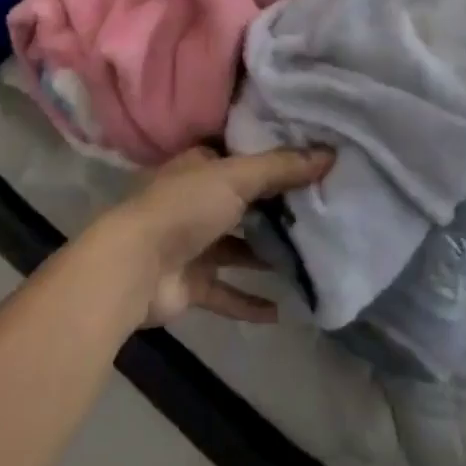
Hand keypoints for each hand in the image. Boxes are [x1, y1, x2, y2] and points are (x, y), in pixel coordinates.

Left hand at [94, 146, 333, 328]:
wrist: (135, 266)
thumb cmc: (185, 208)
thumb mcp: (236, 177)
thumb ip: (281, 168)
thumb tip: (330, 154)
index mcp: (202, 166)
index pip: (243, 156)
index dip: (276, 159)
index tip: (314, 163)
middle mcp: (197, 199)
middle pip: (244, 201)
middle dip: (277, 208)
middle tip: (322, 212)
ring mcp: (193, 243)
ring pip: (238, 247)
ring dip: (265, 255)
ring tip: (309, 259)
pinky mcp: (192, 283)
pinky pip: (227, 292)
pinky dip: (249, 301)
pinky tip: (280, 311)